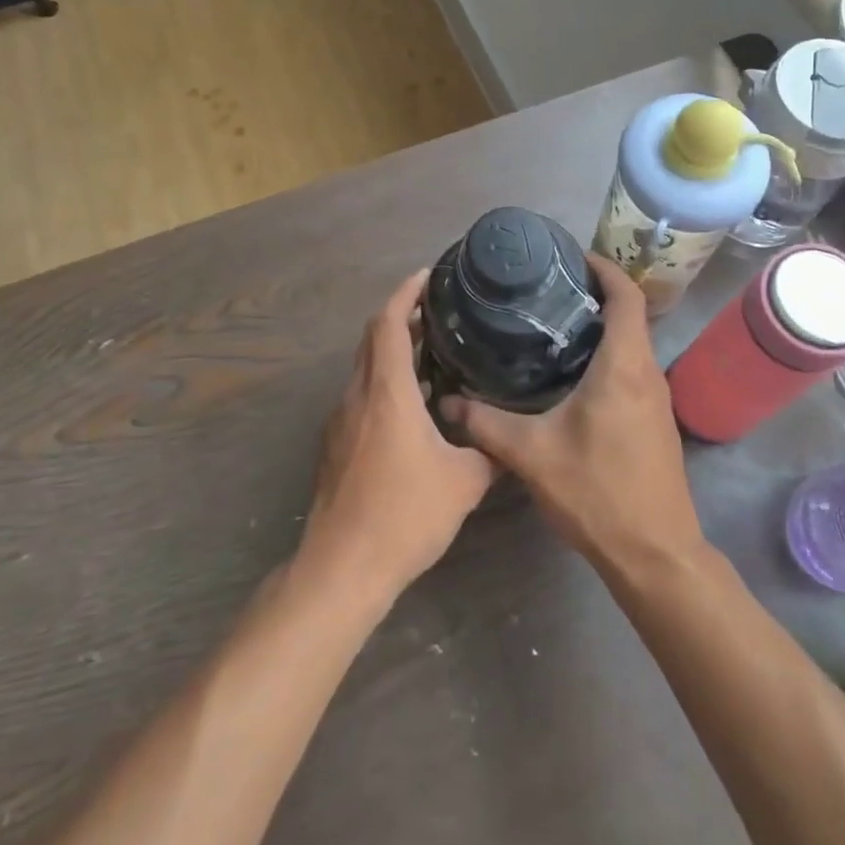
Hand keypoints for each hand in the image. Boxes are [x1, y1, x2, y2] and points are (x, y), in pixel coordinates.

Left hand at [298, 270, 498, 606]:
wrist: (342, 568)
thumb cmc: (404, 515)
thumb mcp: (464, 481)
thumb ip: (490, 450)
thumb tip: (510, 434)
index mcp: (386, 393)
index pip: (387, 323)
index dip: (405, 293)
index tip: (427, 275)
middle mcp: (357, 397)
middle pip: (371, 339)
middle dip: (400, 317)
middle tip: (438, 311)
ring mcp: (340, 422)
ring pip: (364, 368)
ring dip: (392, 352)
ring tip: (432, 354)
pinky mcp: (334, 446)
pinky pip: (360, 396)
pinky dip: (384, 383)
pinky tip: (413, 407)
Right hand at [438, 254, 704, 574]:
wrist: (655, 552)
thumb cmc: (597, 492)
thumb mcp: (531, 454)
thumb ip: (486, 423)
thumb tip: (447, 401)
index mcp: (623, 365)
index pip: (627, 296)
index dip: (604, 269)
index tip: (572, 257)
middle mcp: (647, 372)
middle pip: (629, 316)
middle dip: (594, 296)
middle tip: (546, 291)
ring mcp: (656, 398)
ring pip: (631, 345)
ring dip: (601, 329)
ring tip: (552, 327)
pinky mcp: (655, 421)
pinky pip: (632, 371)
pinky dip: (607, 358)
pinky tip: (571, 377)